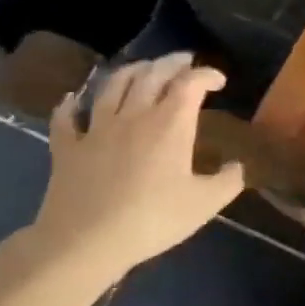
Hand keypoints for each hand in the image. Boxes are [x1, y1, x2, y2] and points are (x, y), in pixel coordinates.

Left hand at [34, 54, 244, 279]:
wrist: (84, 243)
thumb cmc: (152, 219)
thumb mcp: (204, 204)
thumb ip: (229, 181)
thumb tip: (239, 166)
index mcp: (171, 123)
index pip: (192, 82)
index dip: (207, 74)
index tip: (219, 81)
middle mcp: (134, 115)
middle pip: (153, 74)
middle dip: (172, 63)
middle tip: (185, 61)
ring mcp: (97, 129)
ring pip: (113, 86)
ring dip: (131, 71)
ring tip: (143, 69)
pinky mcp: (67, 148)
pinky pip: (65, 119)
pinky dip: (70, 105)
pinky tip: (72, 99)